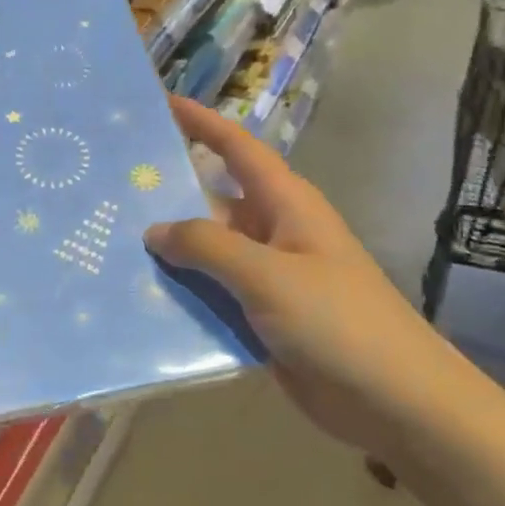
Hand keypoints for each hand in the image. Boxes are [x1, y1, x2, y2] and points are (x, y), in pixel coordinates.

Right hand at [144, 97, 467, 462]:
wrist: (395, 402)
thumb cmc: (337, 321)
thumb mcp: (267, 274)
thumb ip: (207, 246)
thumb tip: (155, 230)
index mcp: (285, 204)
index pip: (237, 148)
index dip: (202, 122)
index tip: (161, 103)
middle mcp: (273, 232)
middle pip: (212, 200)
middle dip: (167, 193)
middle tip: (110, 186)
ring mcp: (267, 276)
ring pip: (207, 251)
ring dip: (168, 250)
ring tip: (109, 242)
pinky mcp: (261, 316)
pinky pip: (211, 293)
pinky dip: (181, 292)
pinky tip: (139, 297)